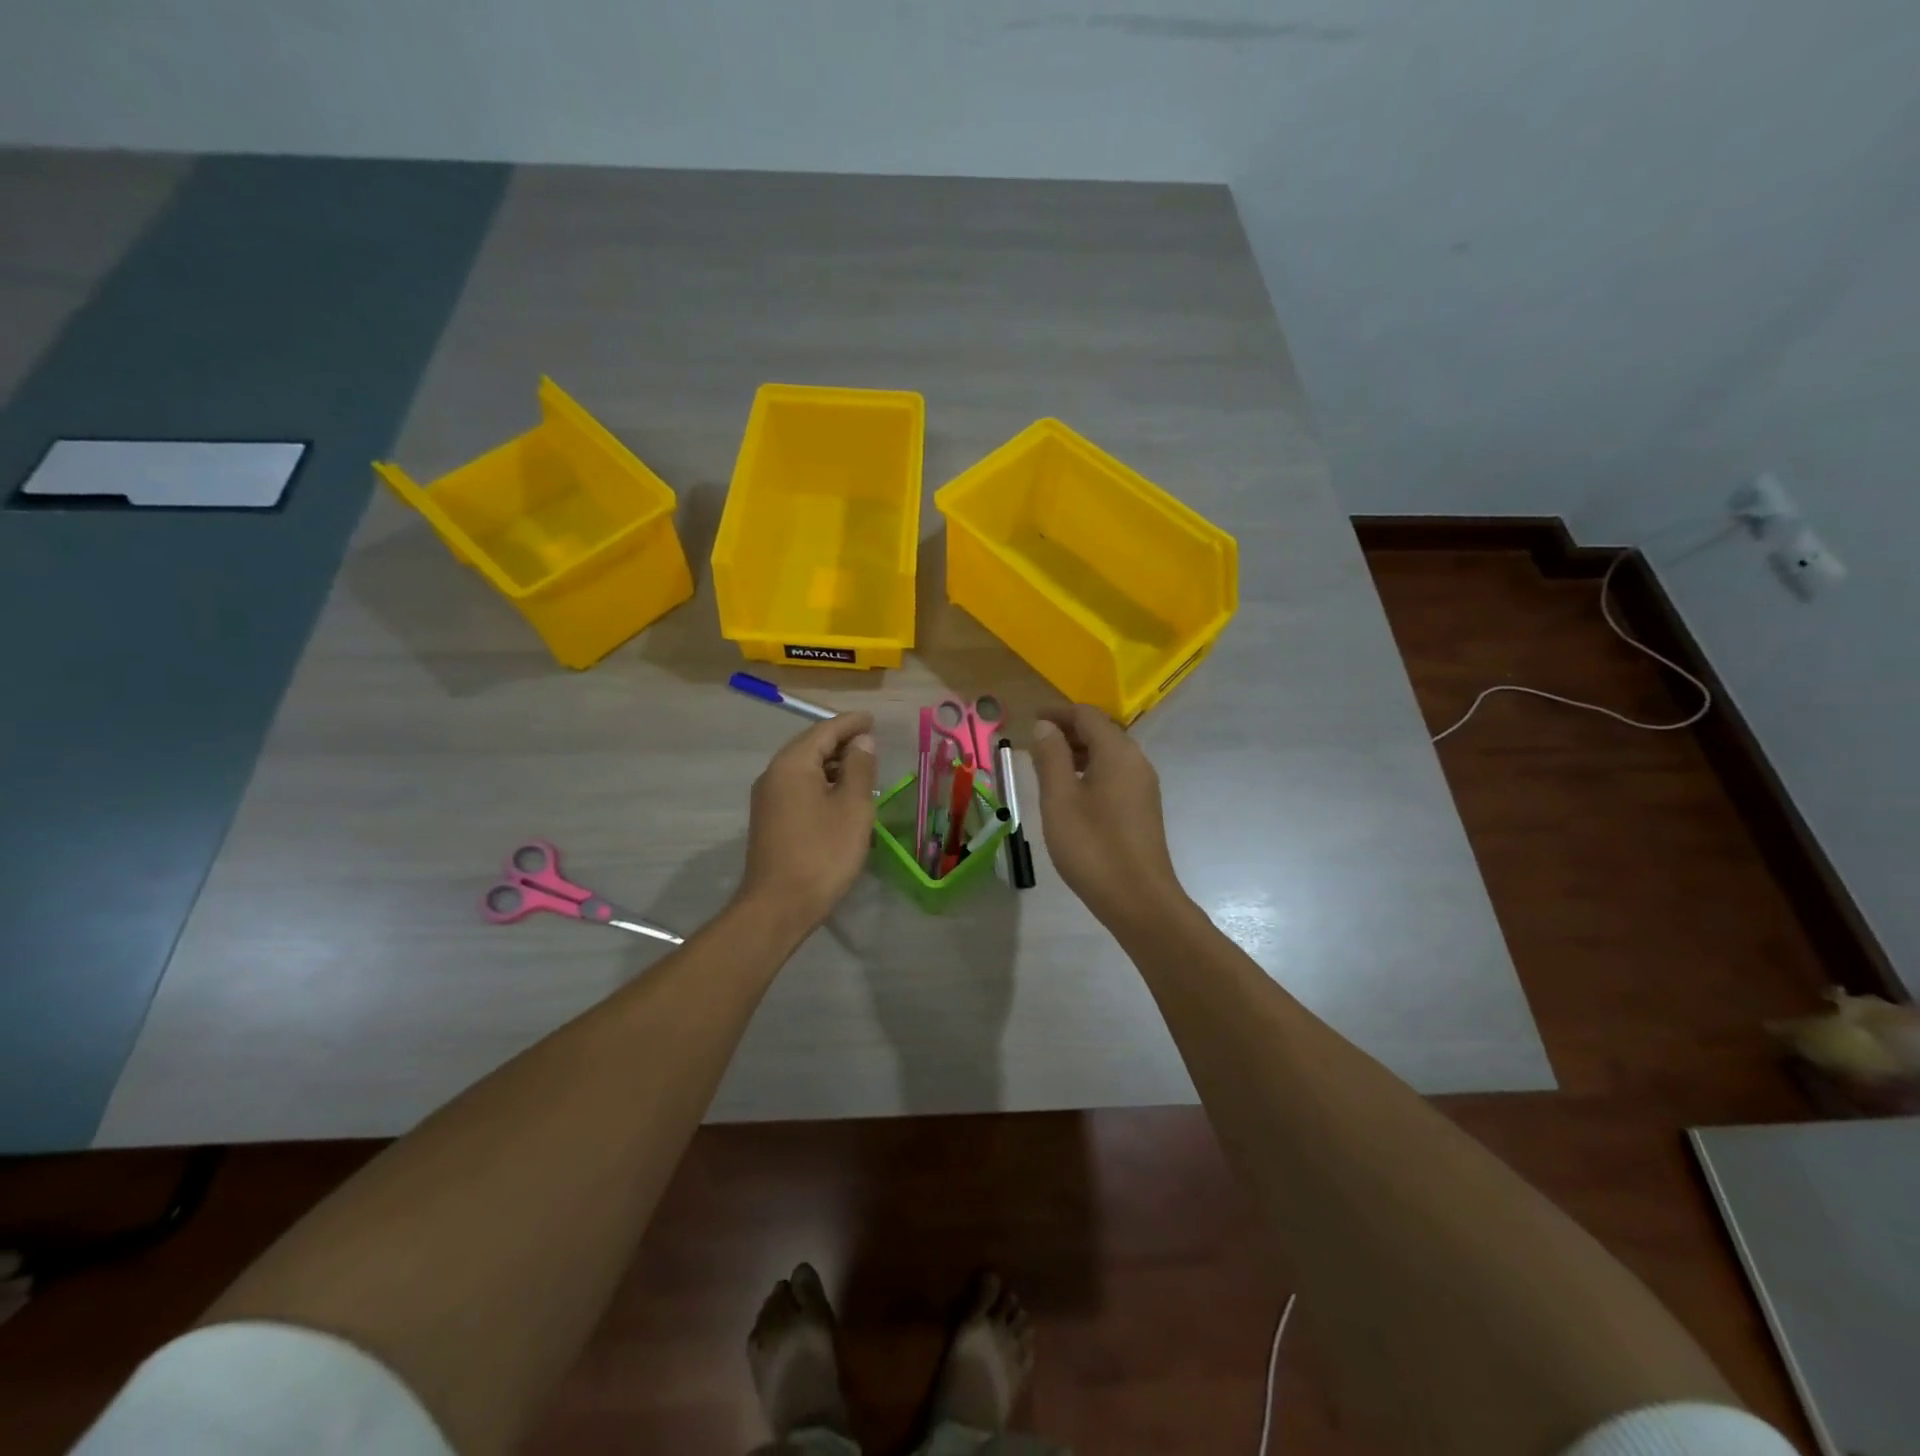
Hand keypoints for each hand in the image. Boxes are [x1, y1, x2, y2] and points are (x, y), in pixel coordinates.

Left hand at [736, 712, 878, 933]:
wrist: (778, 906)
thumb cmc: (822, 853)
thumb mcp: (852, 807)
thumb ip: (859, 768)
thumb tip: (861, 741)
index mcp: (793, 764)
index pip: (824, 730)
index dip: (851, 723)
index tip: (873, 718)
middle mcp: (774, 774)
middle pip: (810, 745)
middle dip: (840, 740)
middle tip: (870, 739)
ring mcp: (768, 798)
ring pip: (803, 767)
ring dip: (831, 763)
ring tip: (861, 766)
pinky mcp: (769, 819)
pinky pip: (798, 786)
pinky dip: (821, 782)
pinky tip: (840, 794)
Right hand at [1029, 704, 1185, 927]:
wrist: (1139, 900)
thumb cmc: (1093, 847)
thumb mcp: (1060, 799)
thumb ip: (1051, 758)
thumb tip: (1046, 727)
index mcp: (1117, 752)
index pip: (1087, 715)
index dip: (1058, 713)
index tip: (1031, 719)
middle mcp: (1136, 761)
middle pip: (1101, 731)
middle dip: (1068, 731)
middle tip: (1035, 743)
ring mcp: (1143, 786)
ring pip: (1108, 754)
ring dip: (1078, 752)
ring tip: (1047, 767)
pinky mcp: (1143, 807)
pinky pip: (1115, 774)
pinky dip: (1091, 771)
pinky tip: (1071, 793)